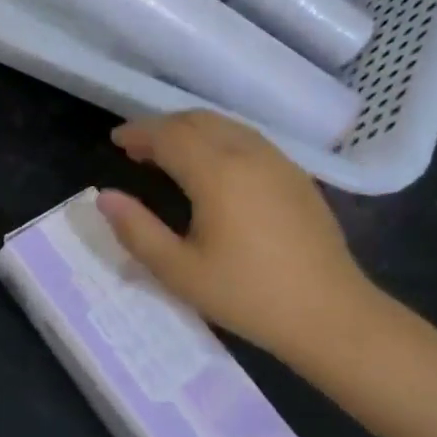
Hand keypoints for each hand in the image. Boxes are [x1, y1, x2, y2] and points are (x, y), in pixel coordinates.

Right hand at [96, 112, 377, 361]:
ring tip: (168, 153)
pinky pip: (247, 139)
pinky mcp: (296, 176)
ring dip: (190, 130)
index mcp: (218, 173)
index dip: (139, 133)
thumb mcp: (179, 271)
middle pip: (197, 121)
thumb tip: (105, 196)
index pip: (169, 135)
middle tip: (136, 147)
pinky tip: (211, 167)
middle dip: (162, 127)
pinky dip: (217, 139)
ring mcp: (278, 162)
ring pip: (225, 125)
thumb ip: (136, 230)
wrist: (332, 316)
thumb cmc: (248, 295)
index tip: (115, 141)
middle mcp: (249, 155)